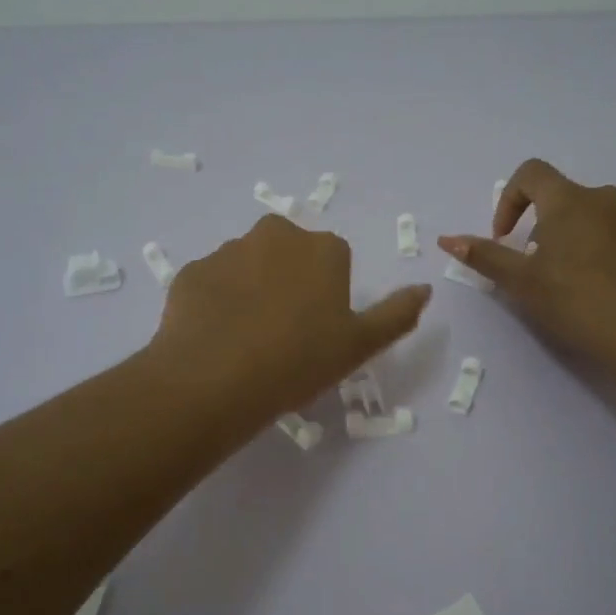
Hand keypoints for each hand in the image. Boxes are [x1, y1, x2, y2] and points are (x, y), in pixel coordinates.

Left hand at [148, 215, 431, 423]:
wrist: (216, 378)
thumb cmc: (300, 360)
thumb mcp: (361, 345)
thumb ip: (397, 313)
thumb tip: (423, 288)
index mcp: (321, 248)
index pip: (333, 259)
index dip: (328, 294)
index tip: (319, 330)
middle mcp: (275, 235)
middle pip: (288, 254)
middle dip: (288, 281)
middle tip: (284, 332)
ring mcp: (227, 250)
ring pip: (247, 266)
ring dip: (251, 290)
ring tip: (247, 340)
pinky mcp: (191, 272)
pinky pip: (212, 284)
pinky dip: (216, 303)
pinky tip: (216, 338)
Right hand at [438, 158, 615, 364]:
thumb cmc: (574, 301)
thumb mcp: (520, 281)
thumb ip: (484, 256)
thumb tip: (447, 239)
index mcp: (569, 201)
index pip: (531, 173)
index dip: (509, 199)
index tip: (505, 236)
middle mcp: (607, 201)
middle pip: (564, 198)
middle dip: (542, 225)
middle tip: (535, 265)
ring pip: (596, 219)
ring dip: (575, 239)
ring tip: (570, 281)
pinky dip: (606, 256)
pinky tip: (604, 292)